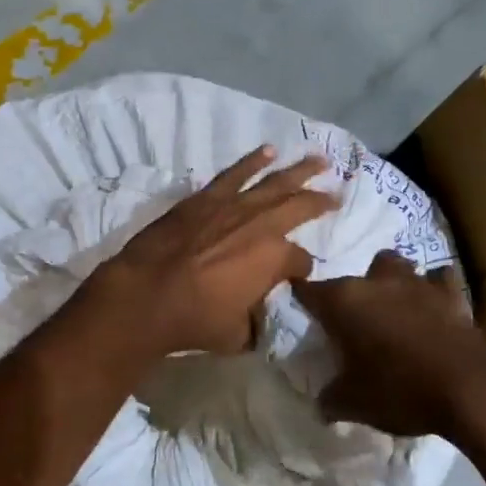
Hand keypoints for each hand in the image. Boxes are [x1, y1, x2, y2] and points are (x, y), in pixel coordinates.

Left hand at [87, 146, 339, 356]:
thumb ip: (254, 322)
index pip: (301, 261)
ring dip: (299, 169)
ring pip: (274, 181)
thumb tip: (256, 316)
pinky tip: (267, 151)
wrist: (146, 293)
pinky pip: (235, 173)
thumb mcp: (237, 334)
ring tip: (319, 159)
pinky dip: (252, 161)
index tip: (298, 276)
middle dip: (322, 201)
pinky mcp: (205, 198)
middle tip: (338, 194)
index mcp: (276, 258)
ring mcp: (233, 206)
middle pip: (300, 207)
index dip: (302, 270)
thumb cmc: (194, 319)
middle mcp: (262, 225)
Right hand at [292, 250, 485, 437]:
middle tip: (356, 321)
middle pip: (356, 275)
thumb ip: (330, 398)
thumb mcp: (352, 403)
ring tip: (395, 308)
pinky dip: (435, 290)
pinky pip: (440, 281)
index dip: (301, 298)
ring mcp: (417, 284)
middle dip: (354, 292)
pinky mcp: (452, 295)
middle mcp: (376, 283)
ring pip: (397, 267)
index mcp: (343, 301)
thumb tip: (322, 403)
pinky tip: (434, 307)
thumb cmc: (398, 391)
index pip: (308, 291)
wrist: (467, 390)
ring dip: (393, 283)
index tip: (300, 310)